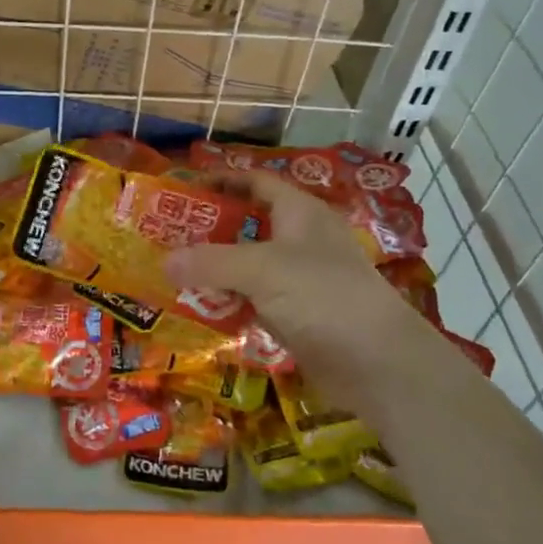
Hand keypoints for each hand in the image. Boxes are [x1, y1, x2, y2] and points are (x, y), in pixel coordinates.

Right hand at [167, 172, 442, 419]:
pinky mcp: (299, 315)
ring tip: (173, 272)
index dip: (222, 180)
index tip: (183, 188)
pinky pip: (255, 300)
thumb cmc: (322, 296)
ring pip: (249, 266)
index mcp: (300, 212)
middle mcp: (301, 240)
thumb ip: (210, 262)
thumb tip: (164, 262)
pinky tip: (201, 309)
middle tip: (167, 236)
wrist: (379, 363)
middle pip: (248, 224)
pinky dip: (230, 301)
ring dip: (216, 269)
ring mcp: (301, 280)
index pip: (256, 182)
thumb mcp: (261, 270)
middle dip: (210, 229)